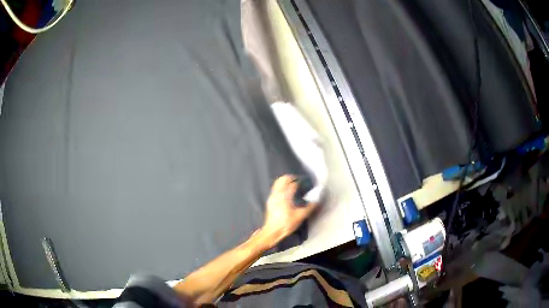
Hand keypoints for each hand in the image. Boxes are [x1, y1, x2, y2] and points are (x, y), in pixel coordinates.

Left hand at [260, 174, 317, 246]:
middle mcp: (277, 193)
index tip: (305, 182)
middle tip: (298, 180)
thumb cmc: (286, 224)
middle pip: (282, 179)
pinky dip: (281, 186)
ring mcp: (272, 196)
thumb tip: (317, 200)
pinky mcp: (270, 201)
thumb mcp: (301, 216)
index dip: (300, 181)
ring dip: (285, 181)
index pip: (293, 183)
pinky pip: (275, 188)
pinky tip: (286, 193)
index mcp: (285, 196)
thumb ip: (310, 207)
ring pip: (277, 183)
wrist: (272, 231)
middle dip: (291, 177)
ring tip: (292, 184)